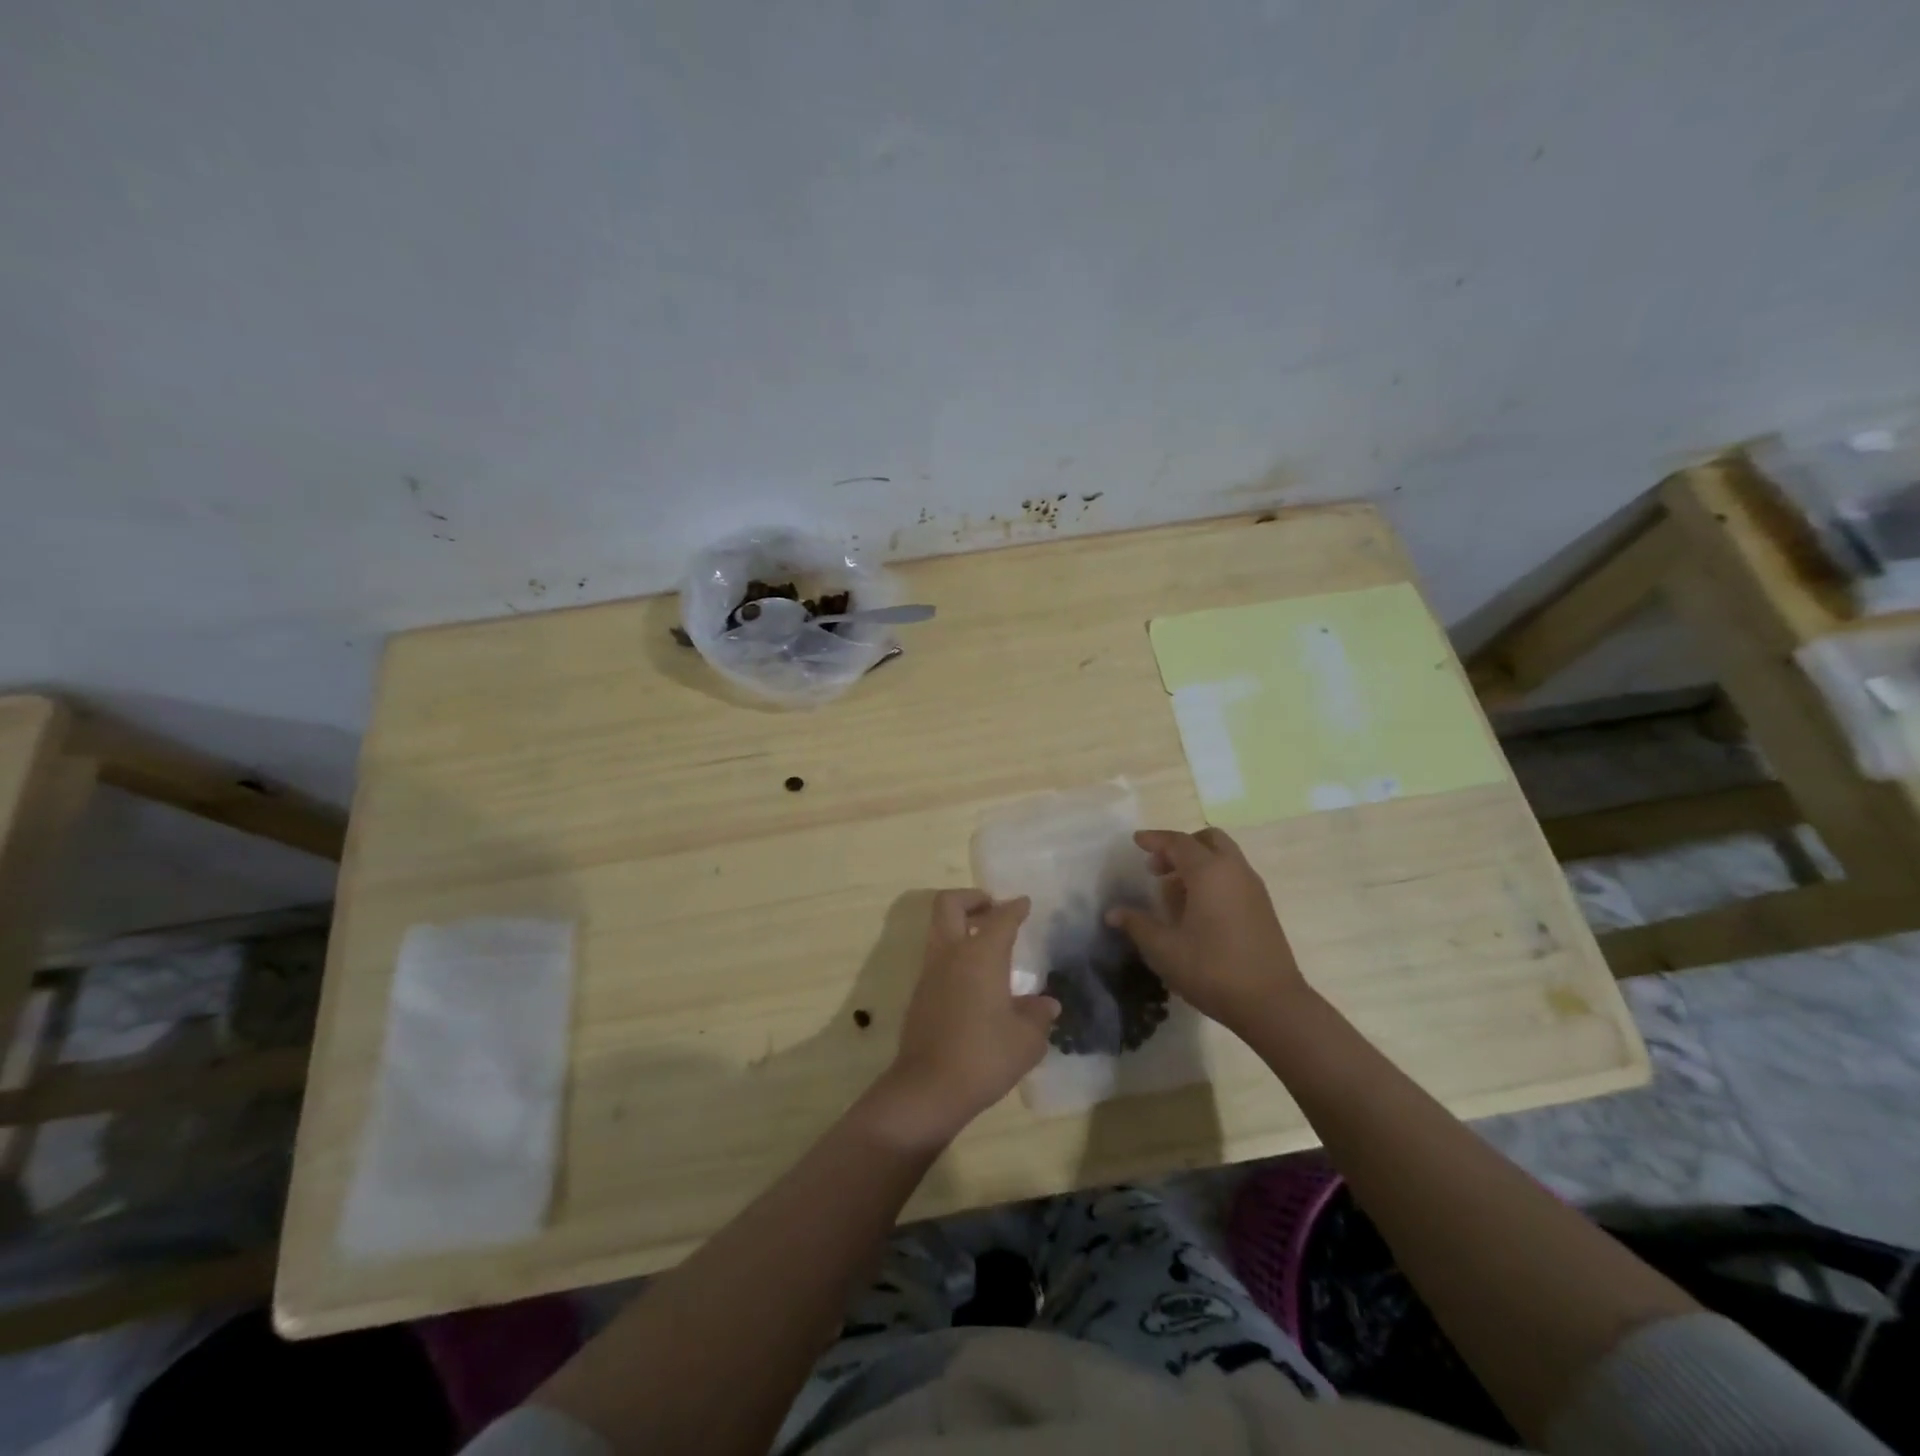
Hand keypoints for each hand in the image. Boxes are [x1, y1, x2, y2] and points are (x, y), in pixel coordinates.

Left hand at [866, 891, 1059, 1150]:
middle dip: (972, 898)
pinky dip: (955, 954)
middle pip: (950, 904)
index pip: (1000, 918)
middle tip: (992, 909)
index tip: (1024, 904)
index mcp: (981, 955)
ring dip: (961, 926)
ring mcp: (930, 972)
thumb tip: (1046, 1004)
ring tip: (988, 946)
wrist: (928, 1088)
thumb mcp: (1026, 1040)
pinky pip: (938, 957)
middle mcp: (951, 954)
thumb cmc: (984, 1057)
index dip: (1014, 908)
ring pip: (939, 928)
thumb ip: (1038, 1016)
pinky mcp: (920, 994)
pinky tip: (976, 981)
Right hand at [1105, 828, 1307, 1033]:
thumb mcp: (1164, 949)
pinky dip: (1213, 878)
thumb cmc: (1212, 969)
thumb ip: (1137, 925)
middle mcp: (1234, 871)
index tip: (1136, 841)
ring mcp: (1253, 888)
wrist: (1272, 1003)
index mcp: (1209, 872)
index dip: (1155, 839)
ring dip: (1197, 863)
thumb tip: (1113, 913)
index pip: (1178, 842)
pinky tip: (1197, 910)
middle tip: (1158, 868)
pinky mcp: (1263, 907)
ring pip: (1224, 857)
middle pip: (1208, 840)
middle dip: (1180, 847)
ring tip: (1173, 892)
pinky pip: (1234, 876)